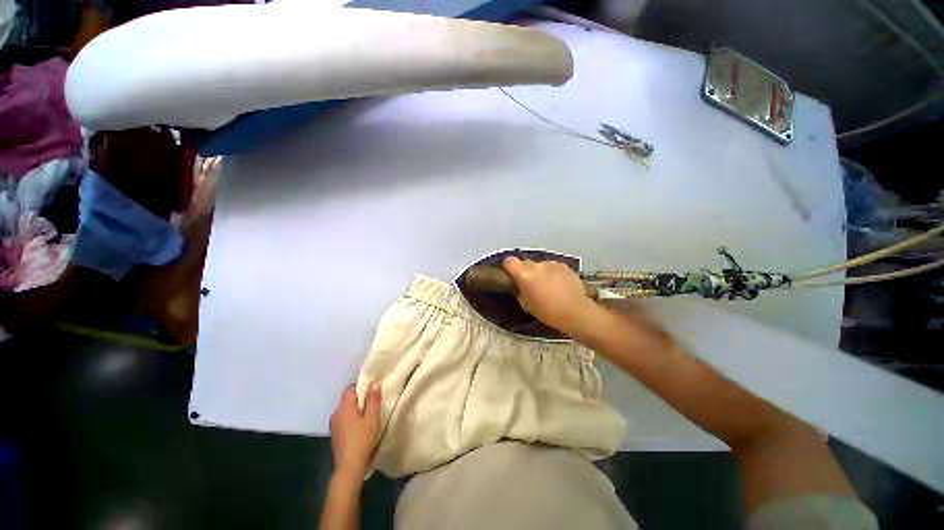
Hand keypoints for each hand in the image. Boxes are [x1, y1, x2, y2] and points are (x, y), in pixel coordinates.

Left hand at [329, 383, 381, 480]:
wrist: (349, 464)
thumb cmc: (362, 441)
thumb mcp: (372, 420)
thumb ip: (373, 401)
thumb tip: (375, 384)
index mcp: (345, 407)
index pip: (350, 389)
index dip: (361, 388)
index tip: (373, 393)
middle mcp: (336, 412)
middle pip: (347, 400)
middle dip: (359, 401)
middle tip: (374, 408)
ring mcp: (333, 424)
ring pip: (345, 412)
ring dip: (354, 413)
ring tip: (368, 421)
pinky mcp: (335, 434)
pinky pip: (343, 422)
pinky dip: (351, 422)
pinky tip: (359, 432)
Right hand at [503, 256, 598, 333]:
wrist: (574, 311)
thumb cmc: (548, 312)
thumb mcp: (526, 305)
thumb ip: (520, 291)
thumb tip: (519, 286)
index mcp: (524, 275)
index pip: (510, 261)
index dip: (509, 267)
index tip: (512, 274)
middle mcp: (537, 266)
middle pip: (526, 263)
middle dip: (527, 272)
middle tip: (532, 286)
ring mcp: (552, 264)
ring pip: (541, 266)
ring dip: (542, 273)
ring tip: (549, 288)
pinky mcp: (564, 266)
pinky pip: (554, 268)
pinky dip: (554, 274)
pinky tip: (559, 287)